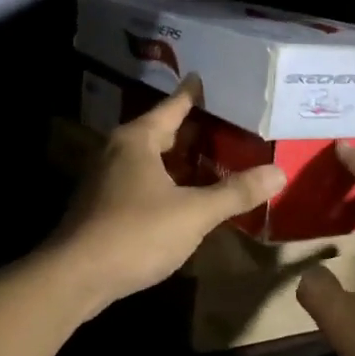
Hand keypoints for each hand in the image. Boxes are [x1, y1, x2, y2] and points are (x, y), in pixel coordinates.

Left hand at [49, 76, 286, 314]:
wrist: (75, 277)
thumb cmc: (136, 233)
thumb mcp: (194, 213)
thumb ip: (235, 192)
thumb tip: (278, 172)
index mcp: (137, 140)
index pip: (172, 106)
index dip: (193, 94)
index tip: (206, 78)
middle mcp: (117, 151)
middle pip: (160, 131)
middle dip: (192, 130)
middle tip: (226, 124)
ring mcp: (105, 179)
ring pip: (149, 159)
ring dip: (178, 159)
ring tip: (213, 159)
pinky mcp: (101, 206)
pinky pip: (141, 181)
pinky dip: (165, 181)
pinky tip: (184, 196)